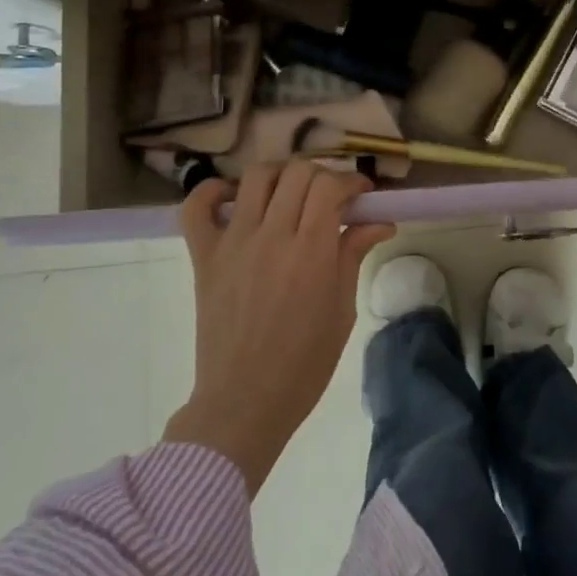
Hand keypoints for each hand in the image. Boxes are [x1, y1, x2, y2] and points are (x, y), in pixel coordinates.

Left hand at [163, 163, 394, 494]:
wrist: (245, 402)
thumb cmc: (304, 363)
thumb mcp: (342, 310)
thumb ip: (353, 255)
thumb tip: (380, 221)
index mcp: (311, 252)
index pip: (329, 186)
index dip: (350, 180)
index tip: (361, 194)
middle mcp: (272, 236)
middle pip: (297, 173)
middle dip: (321, 176)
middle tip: (330, 198)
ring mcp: (233, 243)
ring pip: (255, 178)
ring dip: (279, 176)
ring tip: (289, 195)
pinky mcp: (204, 257)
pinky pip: (196, 208)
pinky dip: (213, 192)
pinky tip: (233, 198)